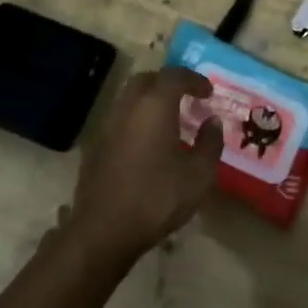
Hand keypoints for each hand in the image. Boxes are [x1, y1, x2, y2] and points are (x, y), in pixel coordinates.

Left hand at [64, 67, 221, 267]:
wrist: (103, 231)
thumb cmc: (157, 197)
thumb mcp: (199, 174)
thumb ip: (210, 143)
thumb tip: (212, 122)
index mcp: (154, 106)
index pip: (175, 76)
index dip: (194, 80)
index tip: (208, 92)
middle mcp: (128, 107)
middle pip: (147, 80)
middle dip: (168, 83)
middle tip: (186, 97)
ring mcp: (107, 126)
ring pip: (129, 99)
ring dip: (149, 101)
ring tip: (168, 119)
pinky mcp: (95, 147)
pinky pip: (119, 119)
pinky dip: (135, 120)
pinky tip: (146, 143)